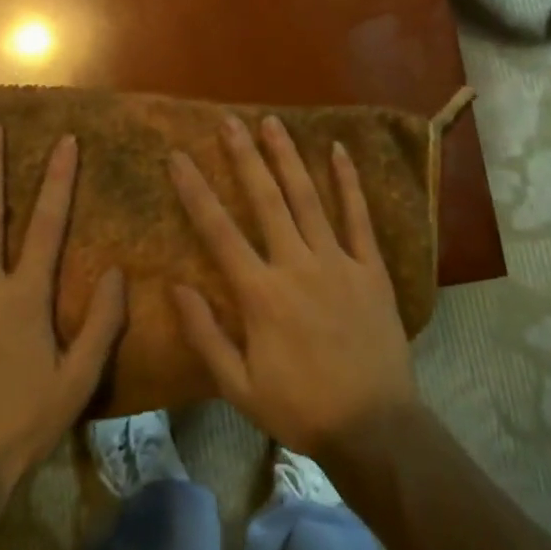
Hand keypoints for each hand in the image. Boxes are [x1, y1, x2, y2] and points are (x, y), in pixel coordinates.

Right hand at [168, 115, 418, 458]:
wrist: (375, 427)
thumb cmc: (300, 407)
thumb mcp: (239, 386)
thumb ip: (206, 335)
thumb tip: (176, 287)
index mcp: (260, 293)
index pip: (218, 231)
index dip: (195, 191)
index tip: (178, 158)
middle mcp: (296, 265)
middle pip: (265, 200)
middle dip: (244, 157)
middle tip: (229, 122)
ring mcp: (337, 261)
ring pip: (308, 198)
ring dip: (287, 158)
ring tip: (272, 123)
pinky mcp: (370, 268)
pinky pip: (359, 217)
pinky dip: (348, 182)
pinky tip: (338, 151)